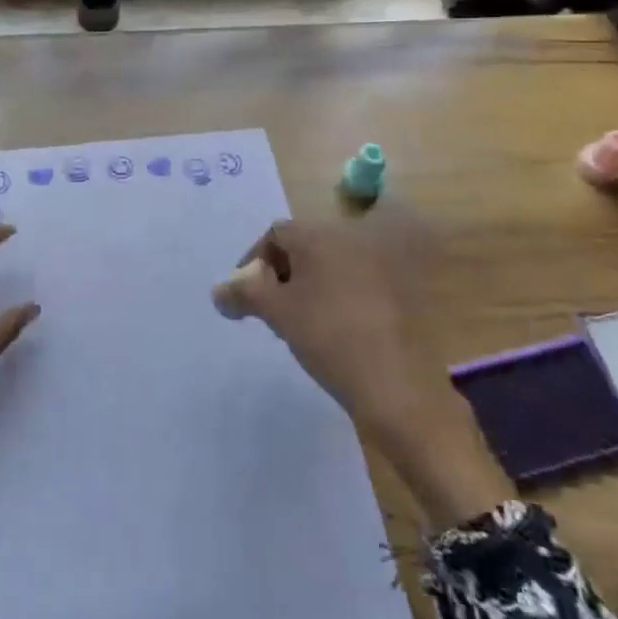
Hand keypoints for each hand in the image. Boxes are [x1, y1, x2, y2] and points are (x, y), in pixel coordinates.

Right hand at [214, 219, 509, 527]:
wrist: (398, 385)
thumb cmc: (329, 336)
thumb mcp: (277, 313)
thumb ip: (243, 294)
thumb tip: (219, 290)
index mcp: (320, 236)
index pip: (276, 234)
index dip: (254, 261)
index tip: (245, 295)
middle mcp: (350, 240)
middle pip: (303, 247)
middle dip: (280, 275)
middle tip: (270, 311)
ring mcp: (377, 266)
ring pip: (327, 267)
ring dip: (306, 288)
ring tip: (297, 325)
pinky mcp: (396, 293)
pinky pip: (352, 284)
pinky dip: (334, 299)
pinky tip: (330, 333)